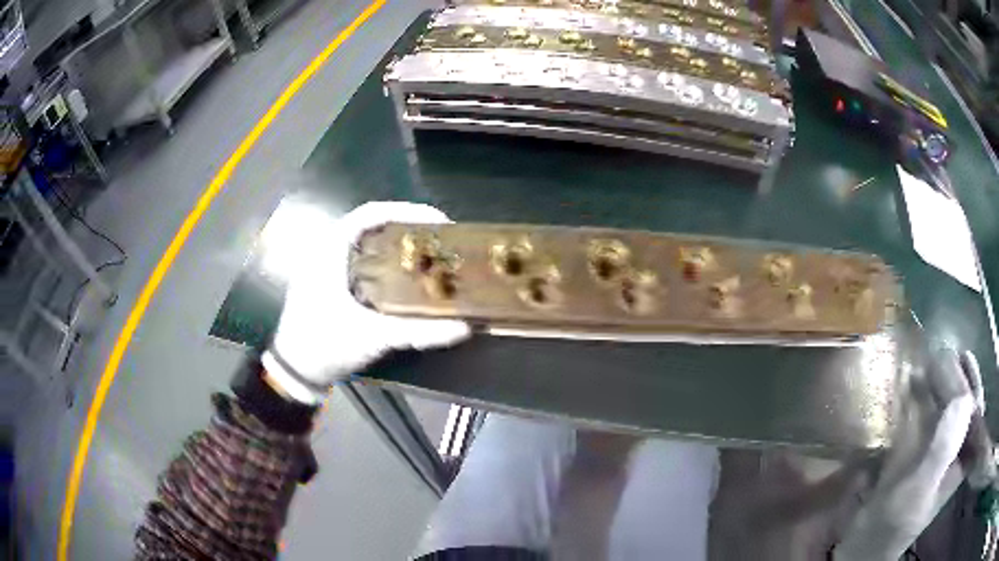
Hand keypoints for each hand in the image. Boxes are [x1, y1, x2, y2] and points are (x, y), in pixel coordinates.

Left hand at [262, 201, 470, 403]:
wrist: (296, 371)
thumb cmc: (326, 344)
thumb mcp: (372, 336)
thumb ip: (417, 332)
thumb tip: (462, 328)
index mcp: (331, 249)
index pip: (371, 213)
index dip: (407, 211)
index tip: (440, 223)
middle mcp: (328, 249)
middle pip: (373, 225)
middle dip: (408, 228)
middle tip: (441, 241)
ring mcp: (327, 266)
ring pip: (368, 243)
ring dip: (397, 245)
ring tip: (429, 255)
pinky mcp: (330, 282)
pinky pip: (363, 260)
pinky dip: (386, 262)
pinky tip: (405, 278)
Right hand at [834, 349, 990, 559]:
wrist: (862, 549)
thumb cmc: (895, 525)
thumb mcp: (920, 490)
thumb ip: (943, 449)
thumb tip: (963, 398)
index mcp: (959, 462)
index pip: (975, 413)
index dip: (973, 382)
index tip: (963, 355)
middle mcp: (951, 455)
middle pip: (960, 408)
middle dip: (954, 379)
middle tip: (943, 353)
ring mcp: (932, 457)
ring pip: (942, 413)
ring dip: (936, 387)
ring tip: (927, 363)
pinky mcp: (913, 459)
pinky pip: (922, 423)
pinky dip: (918, 403)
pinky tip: (910, 389)